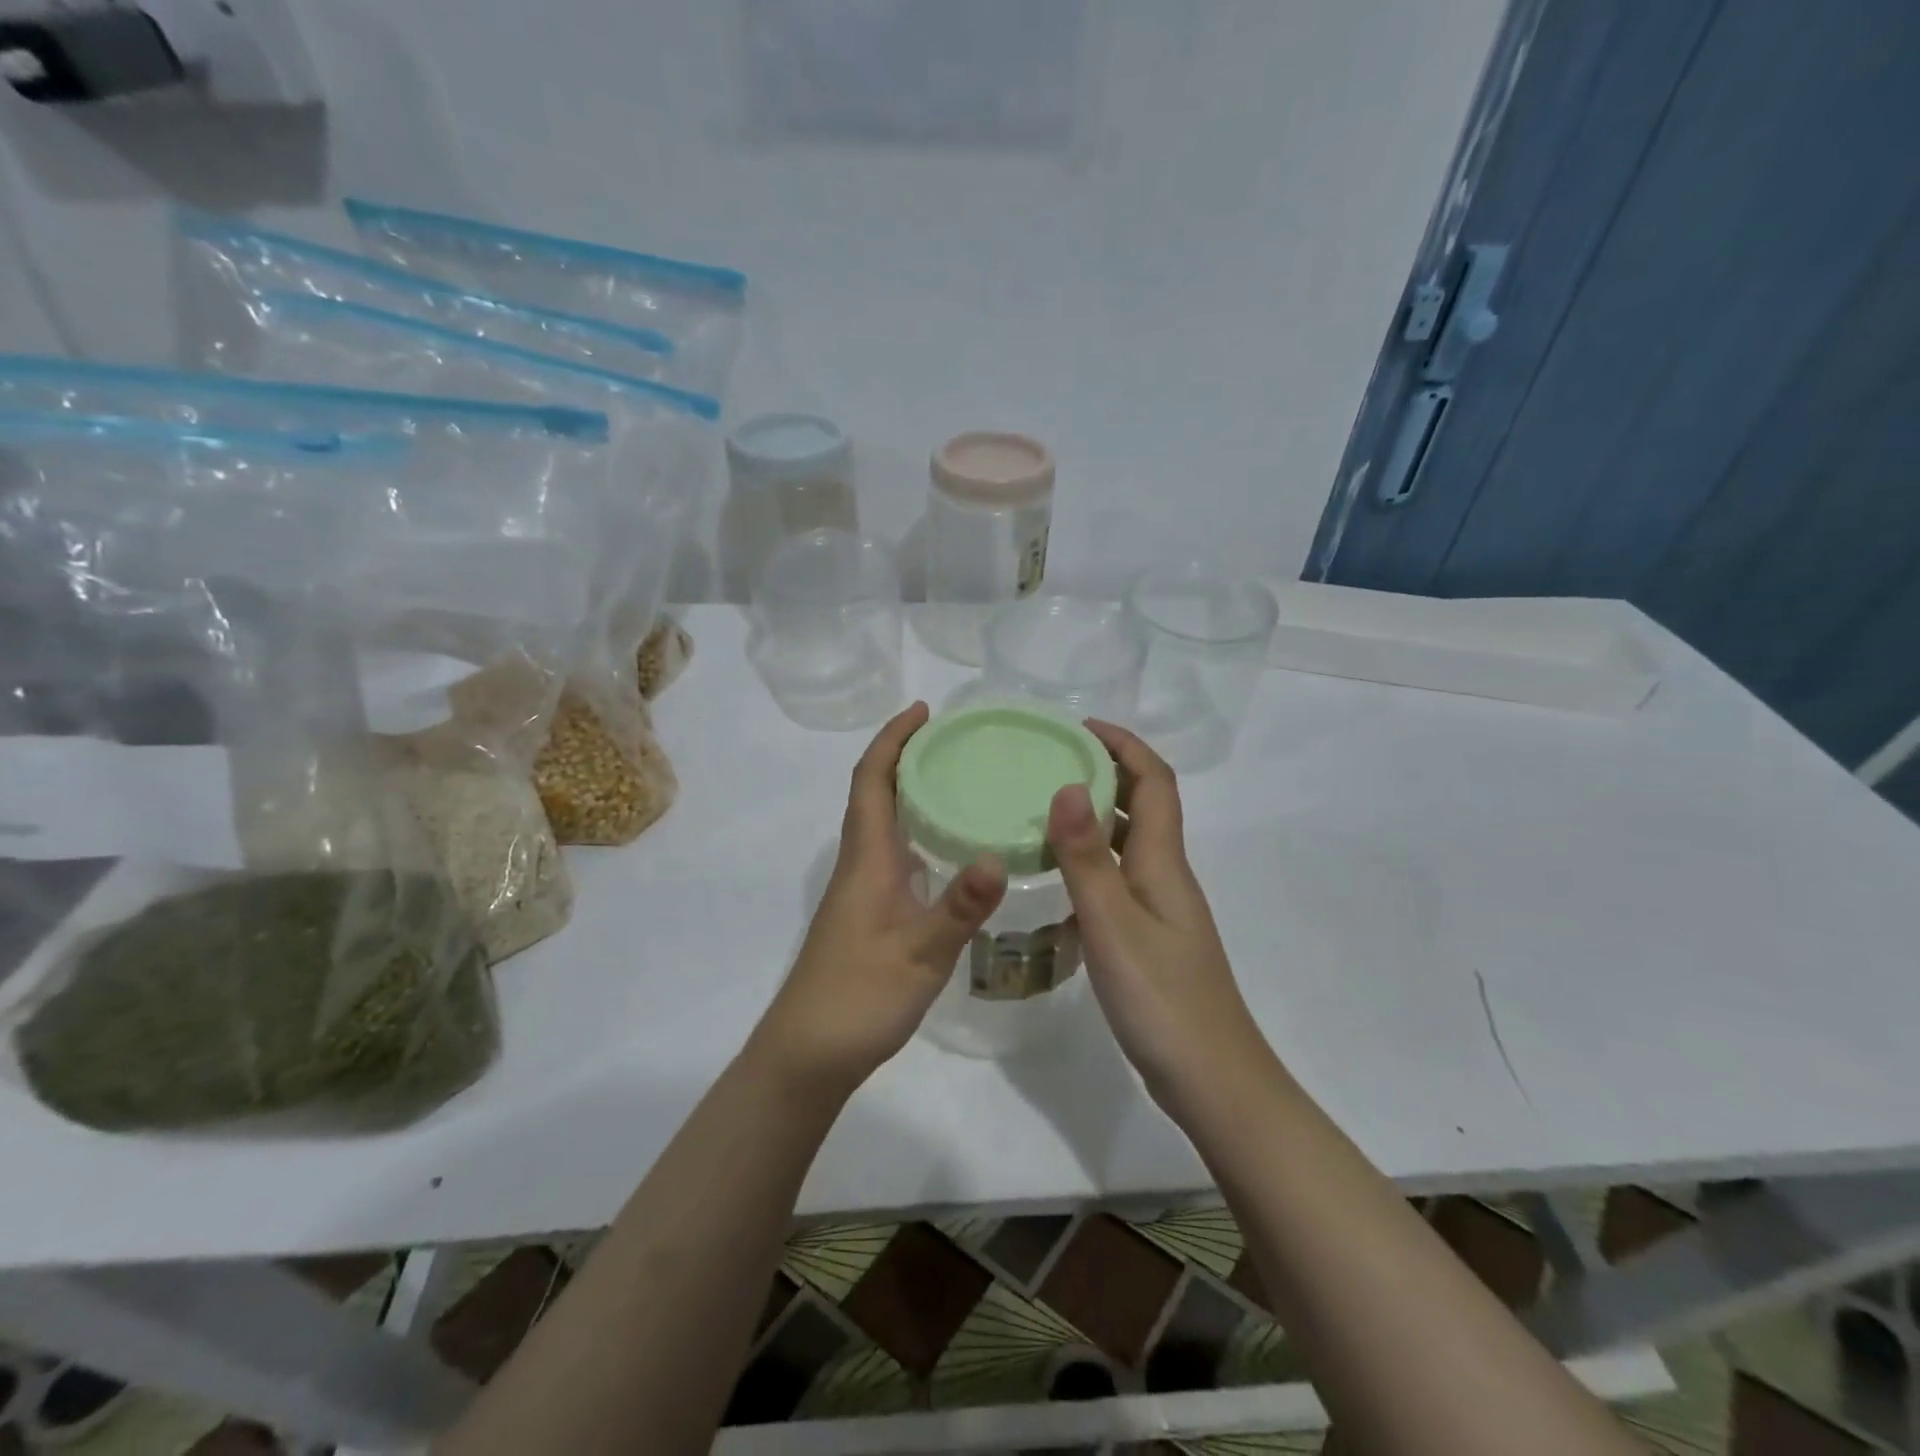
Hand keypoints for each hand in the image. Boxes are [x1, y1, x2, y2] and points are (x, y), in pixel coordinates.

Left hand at [754, 702, 1005, 1092]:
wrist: (809, 1053)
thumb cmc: (859, 996)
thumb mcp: (919, 953)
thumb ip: (959, 906)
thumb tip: (995, 855)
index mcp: (867, 858)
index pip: (872, 780)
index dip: (893, 739)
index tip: (923, 710)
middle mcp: (861, 863)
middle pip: (876, 793)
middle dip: (906, 756)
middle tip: (954, 739)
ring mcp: (862, 890)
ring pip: (884, 823)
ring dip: (910, 791)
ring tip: (958, 779)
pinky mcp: (869, 914)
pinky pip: (893, 853)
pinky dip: (917, 831)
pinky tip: (949, 848)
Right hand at [1046, 721, 1270, 1109]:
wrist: (1211, 1079)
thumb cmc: (1162, 998)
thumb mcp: (1113, 924)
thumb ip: (1086, 857)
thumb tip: (1066, 786)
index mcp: (1163, 862)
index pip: (1154, 781)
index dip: (1124, 745)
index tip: (1080, 727)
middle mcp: (1165, 875)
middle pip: (1144, 805)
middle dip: (1106, 771)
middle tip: (1050, 762)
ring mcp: (1159, 908)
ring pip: (1128, 843)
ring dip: (1095, 816)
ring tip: (1042, 809)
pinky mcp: (1149, 938)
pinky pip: (1117, 880)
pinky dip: (1089, 863)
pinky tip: (1054, 879)